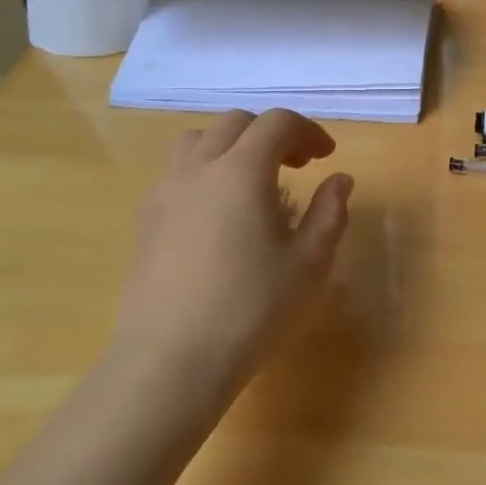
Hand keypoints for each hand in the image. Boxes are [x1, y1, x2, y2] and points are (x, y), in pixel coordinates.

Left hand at [114, 109, 353, 408]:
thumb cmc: (252, 310)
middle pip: (236, 124)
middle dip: (271, 134)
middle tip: (296, 166)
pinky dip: (204, 170)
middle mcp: (199, 168)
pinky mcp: (145, 219)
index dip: (308, 131)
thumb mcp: (310, 263)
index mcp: (242, 170)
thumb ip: (330, 212)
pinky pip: (176, 171)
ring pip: (198, 141)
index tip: (326, 156)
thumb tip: (340, 179)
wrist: (171, 361)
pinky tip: (217, 212)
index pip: (277, 123)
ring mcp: (165, 191)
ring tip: (252, 180)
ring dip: (232, 146)